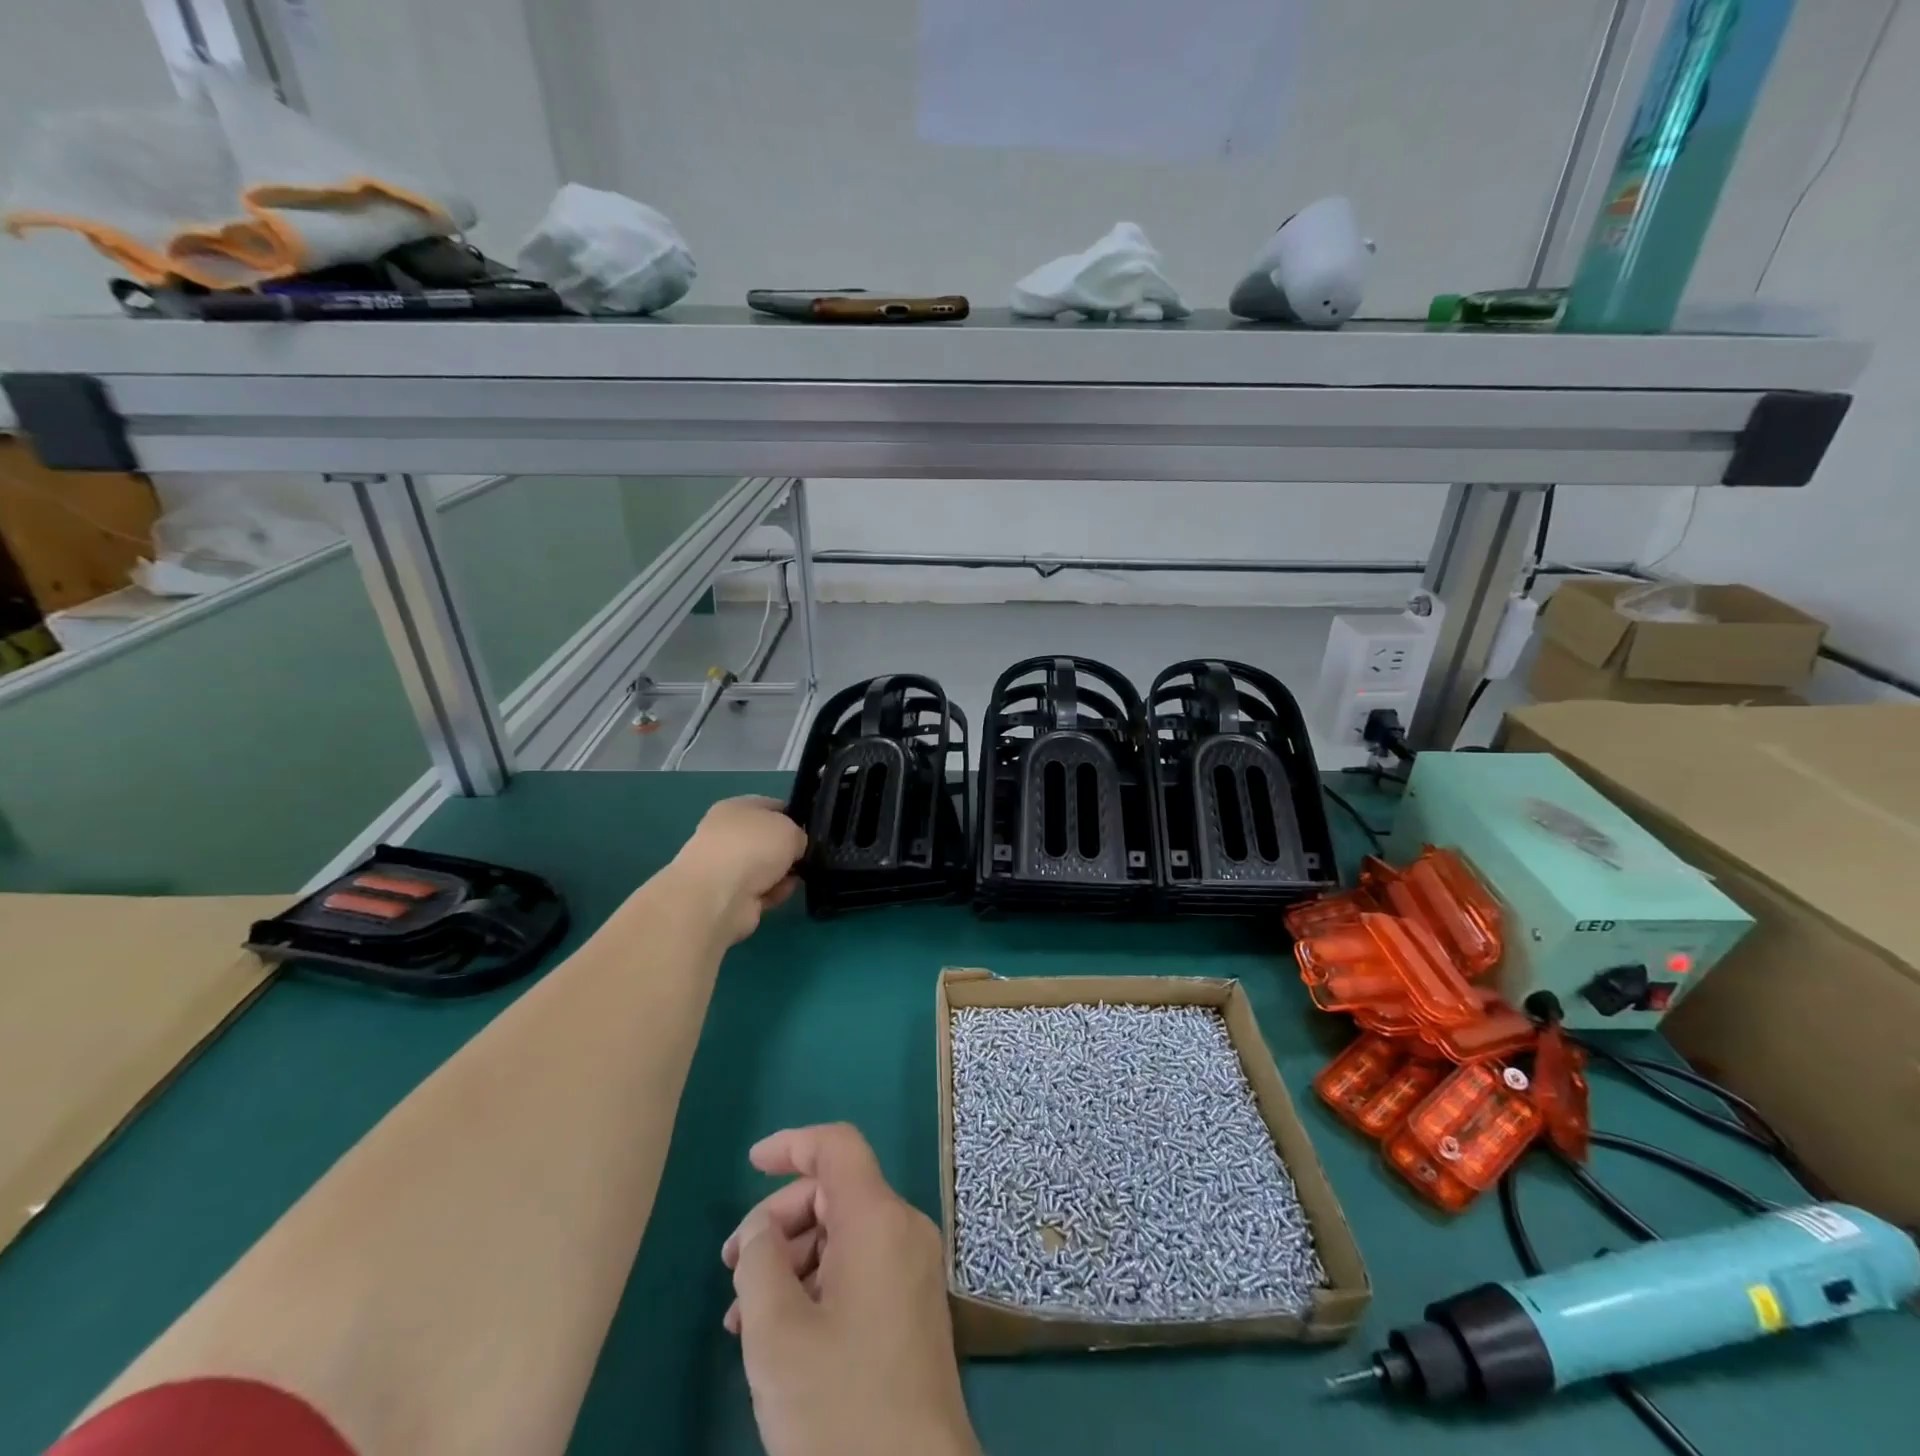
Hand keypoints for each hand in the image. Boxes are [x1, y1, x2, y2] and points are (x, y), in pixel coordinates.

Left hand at [667, 796, 806, 944]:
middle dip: (789, 850)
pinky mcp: (730, 896)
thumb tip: (795, 848)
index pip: (771, 806)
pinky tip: (779, 894)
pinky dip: (773, 893)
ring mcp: (727, 867)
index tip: (812, 830)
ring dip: (783, 874)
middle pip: (769, 840)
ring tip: (795, 877)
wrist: (719, 895)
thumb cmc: (753, 847)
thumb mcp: (790, 828)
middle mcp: (728, 834)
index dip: (794, 816)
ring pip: (767, 867)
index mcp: (736, 808)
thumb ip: (799, 835)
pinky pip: (763, 891)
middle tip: (808, 856)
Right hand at [721, 1124, 978, 1455]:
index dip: (792, 1144)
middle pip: (836, 1191)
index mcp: (878, 1219)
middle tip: (733, 1268)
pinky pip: (861, 1266)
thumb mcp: (777, 1335)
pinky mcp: (914, 1305)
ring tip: (745, 1316)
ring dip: (793, 1259)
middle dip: (780, 1218)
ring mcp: (914, 1268)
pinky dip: (819, 1281)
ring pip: (844, 1232)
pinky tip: (783, 1331)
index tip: (750, 1164)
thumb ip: (759, 1264)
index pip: (837, 1147)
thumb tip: (761, 1231)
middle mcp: (904, 1229)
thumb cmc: (841, 1407)